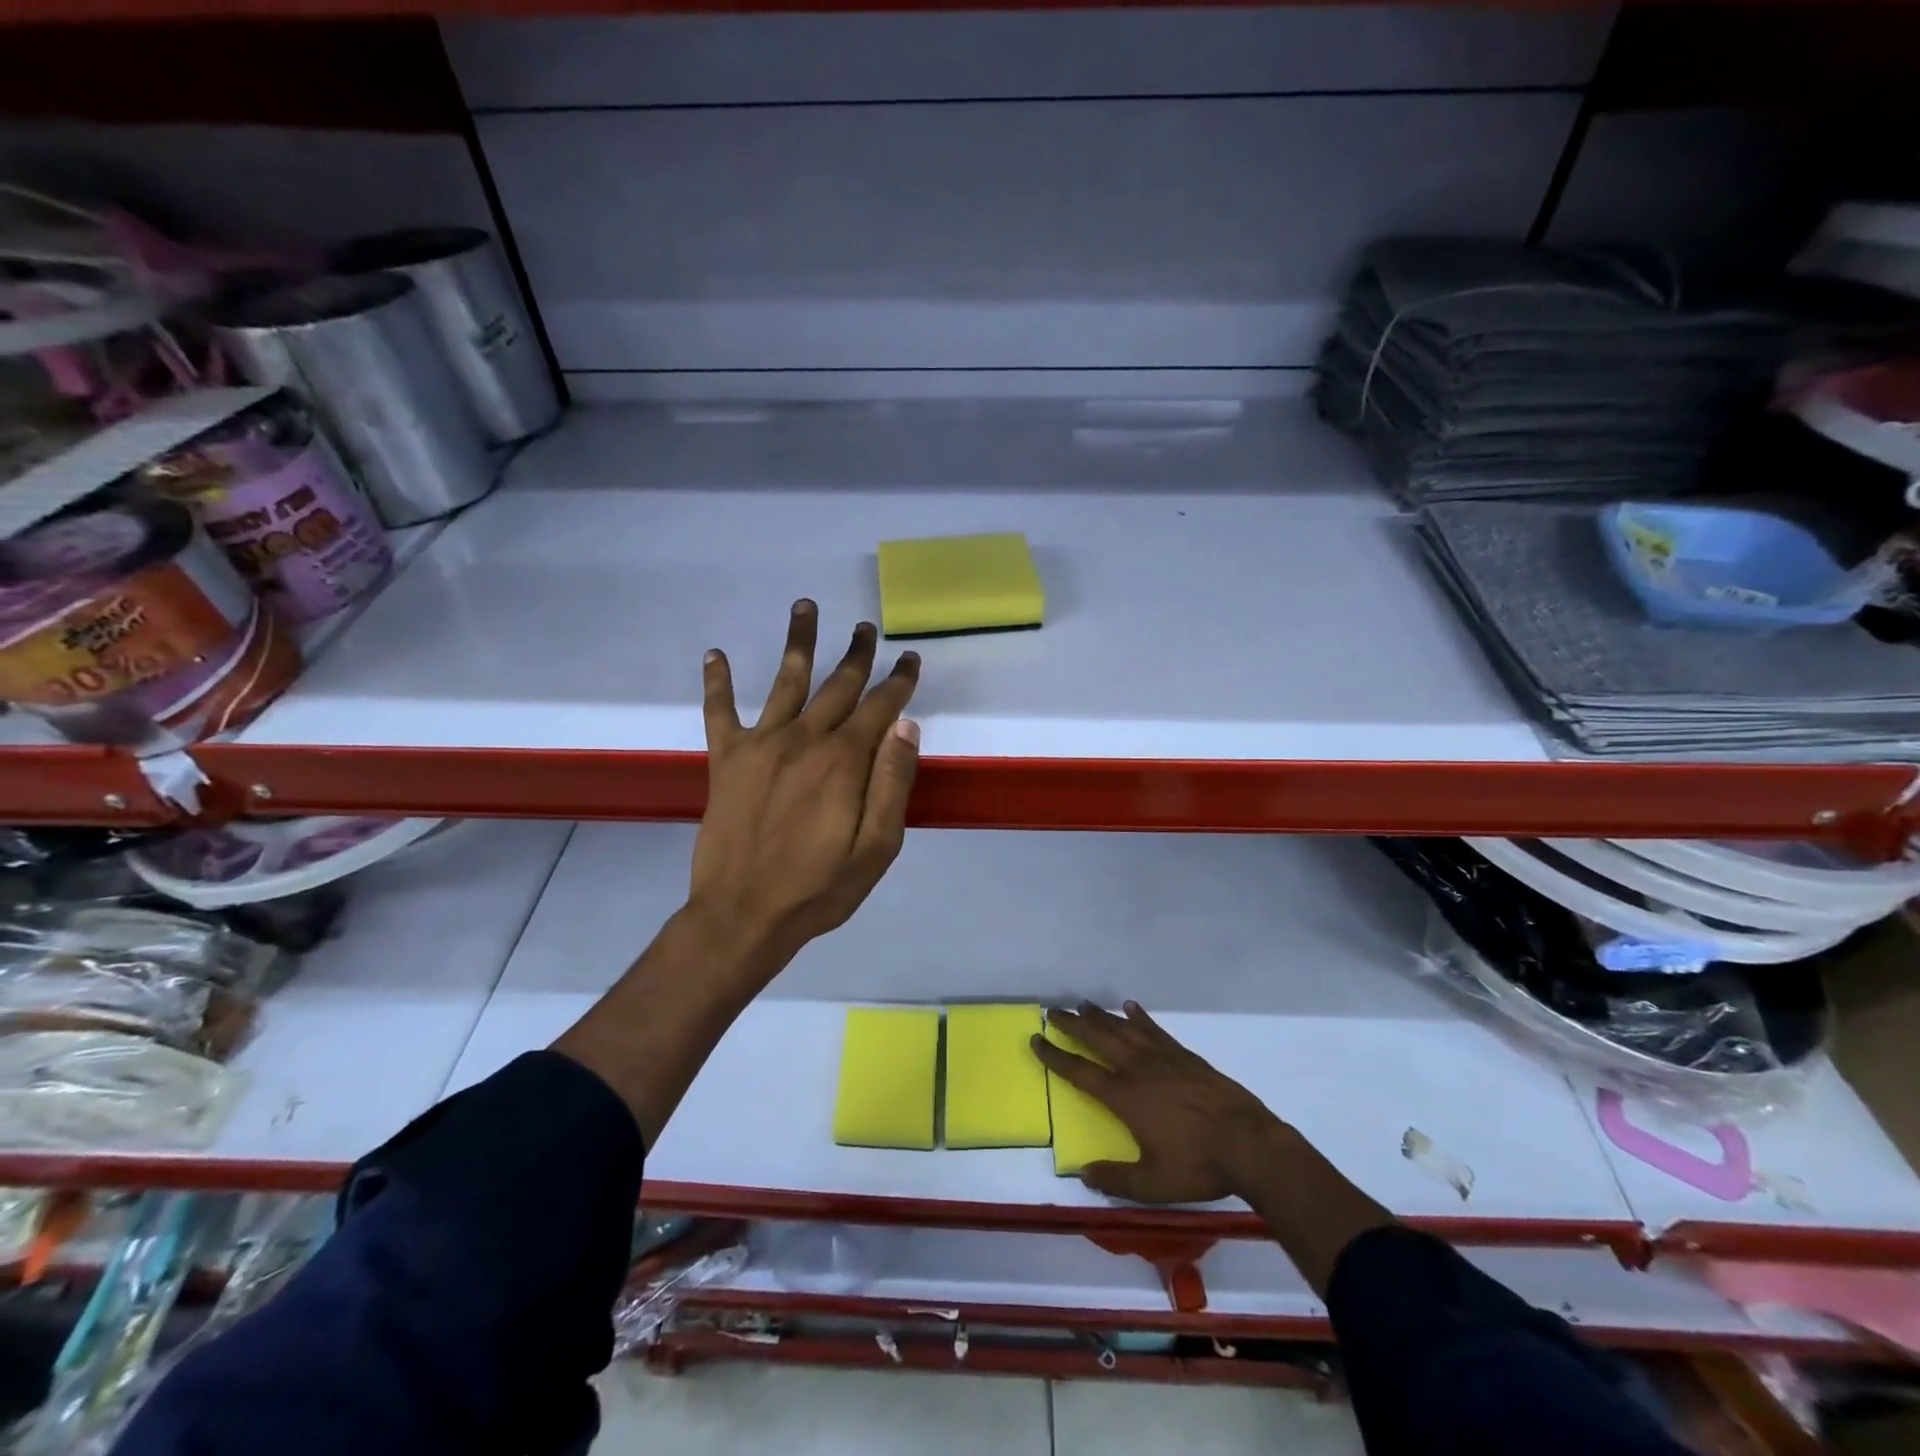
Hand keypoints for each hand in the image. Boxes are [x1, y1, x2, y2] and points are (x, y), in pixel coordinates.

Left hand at [691, 600, 921, 971]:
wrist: (743, 915)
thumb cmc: (819, 887)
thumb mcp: (877, 847)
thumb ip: (893, 783)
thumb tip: (906, 727)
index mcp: (844, 761)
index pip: (880, 707)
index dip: (898, 680)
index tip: (909, 657)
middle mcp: (804, 740)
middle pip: (837, 685)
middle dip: (857, 654)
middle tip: (866, 628)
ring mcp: (761, 745)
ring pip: (785, 680)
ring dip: (799, 642)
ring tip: (806, 606)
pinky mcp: (726, 760)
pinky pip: (720, 711)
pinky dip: (717, 681)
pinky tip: (715, 654)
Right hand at [1033, 1002, 1289, 1202]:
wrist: (1248, 1144)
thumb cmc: (1198, 1165)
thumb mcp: (1153, 1183)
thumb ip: (1116, 1179)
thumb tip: (1083, 1174)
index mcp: (1125, 1097)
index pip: (1080, 1071)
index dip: (1055, 1056)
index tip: (1036, 1039)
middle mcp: (1138, 1069)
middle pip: (1098, 1038)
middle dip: (1073, 1023)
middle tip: (1054, 1010)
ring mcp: (1163, 1058)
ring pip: (1124, 1029)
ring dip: (1102, 1015)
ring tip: (1084, 1004)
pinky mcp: (1185, 1056)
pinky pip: (1155, 1030)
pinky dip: (1140, 1018)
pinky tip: (1130, 1007)